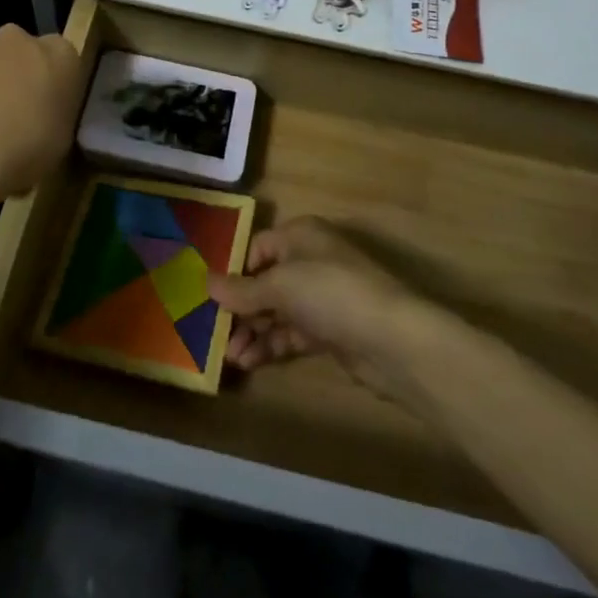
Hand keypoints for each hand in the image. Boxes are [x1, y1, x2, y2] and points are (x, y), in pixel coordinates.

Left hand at [0, 25, 80, 212]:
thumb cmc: (24, 150)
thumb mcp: (61, 141)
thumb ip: (55, 115)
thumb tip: (42, 116)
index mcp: (60, 55)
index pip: (64, 59)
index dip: (54, 84)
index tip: (48, 110)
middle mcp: (19, 39)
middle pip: (22, 52)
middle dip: (17, 75)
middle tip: (12, 115)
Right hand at [206, 218, 435, 401]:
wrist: (392, 338)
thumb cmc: (330, 292)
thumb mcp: (280, 285)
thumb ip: (242, 289)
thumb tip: (206, 282)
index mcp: (300, 235)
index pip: (257, 247)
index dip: (234, 271)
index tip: (210, 297)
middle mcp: (310, 260)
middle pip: (265, 281)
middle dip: (240, 309)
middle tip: (215, 334)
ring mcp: (322, 297)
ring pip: (277, 311)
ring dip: (252, 332)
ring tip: (231, 357)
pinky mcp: (331, 330)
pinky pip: (292, 333)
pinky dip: (271, 345)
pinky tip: (250, 362)